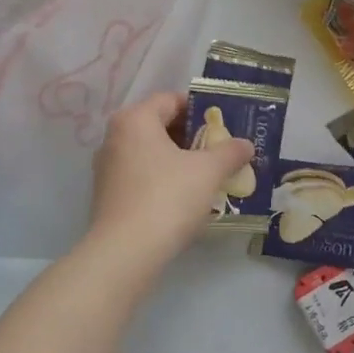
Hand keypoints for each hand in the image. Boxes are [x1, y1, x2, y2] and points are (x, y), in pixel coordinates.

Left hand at [85, 92, 252, 271]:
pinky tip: (185, 198)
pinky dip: (164, 179)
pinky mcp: (107, 196)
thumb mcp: (208, 171)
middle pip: (160, 126)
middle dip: (192, 137)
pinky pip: (142, 176)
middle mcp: (115, 137)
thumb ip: (229, 152)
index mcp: (135, 119)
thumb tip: (246, 144)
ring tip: (208, 175)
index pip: (171, 100)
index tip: (224, 126)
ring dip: (179, 160)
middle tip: (221, 150)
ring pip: (151, 153)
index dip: (201, 109)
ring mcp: (107, 168)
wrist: (126, 252)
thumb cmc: (168, 197)